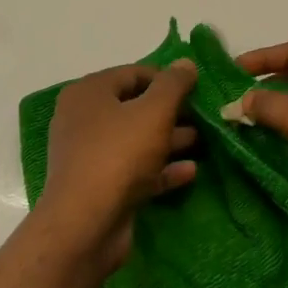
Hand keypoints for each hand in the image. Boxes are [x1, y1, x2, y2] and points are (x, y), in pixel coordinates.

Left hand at [35, 60, 199, 272]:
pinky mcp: (100, 187)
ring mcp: (90, 155)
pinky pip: (135, 170)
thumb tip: (186, 63)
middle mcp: (84, 119)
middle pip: (134, 107)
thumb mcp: (154, 111)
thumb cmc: (119, 154)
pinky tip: (190, 172)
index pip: (133, 73)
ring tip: (202, 142)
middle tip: (203, 117)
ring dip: (170, 140)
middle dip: (171, 112)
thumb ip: (173, 84)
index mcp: (89, 92)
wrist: (85, 224)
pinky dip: (160, 169)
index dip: (166, 79)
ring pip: (136, 140)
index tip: (196, 89)